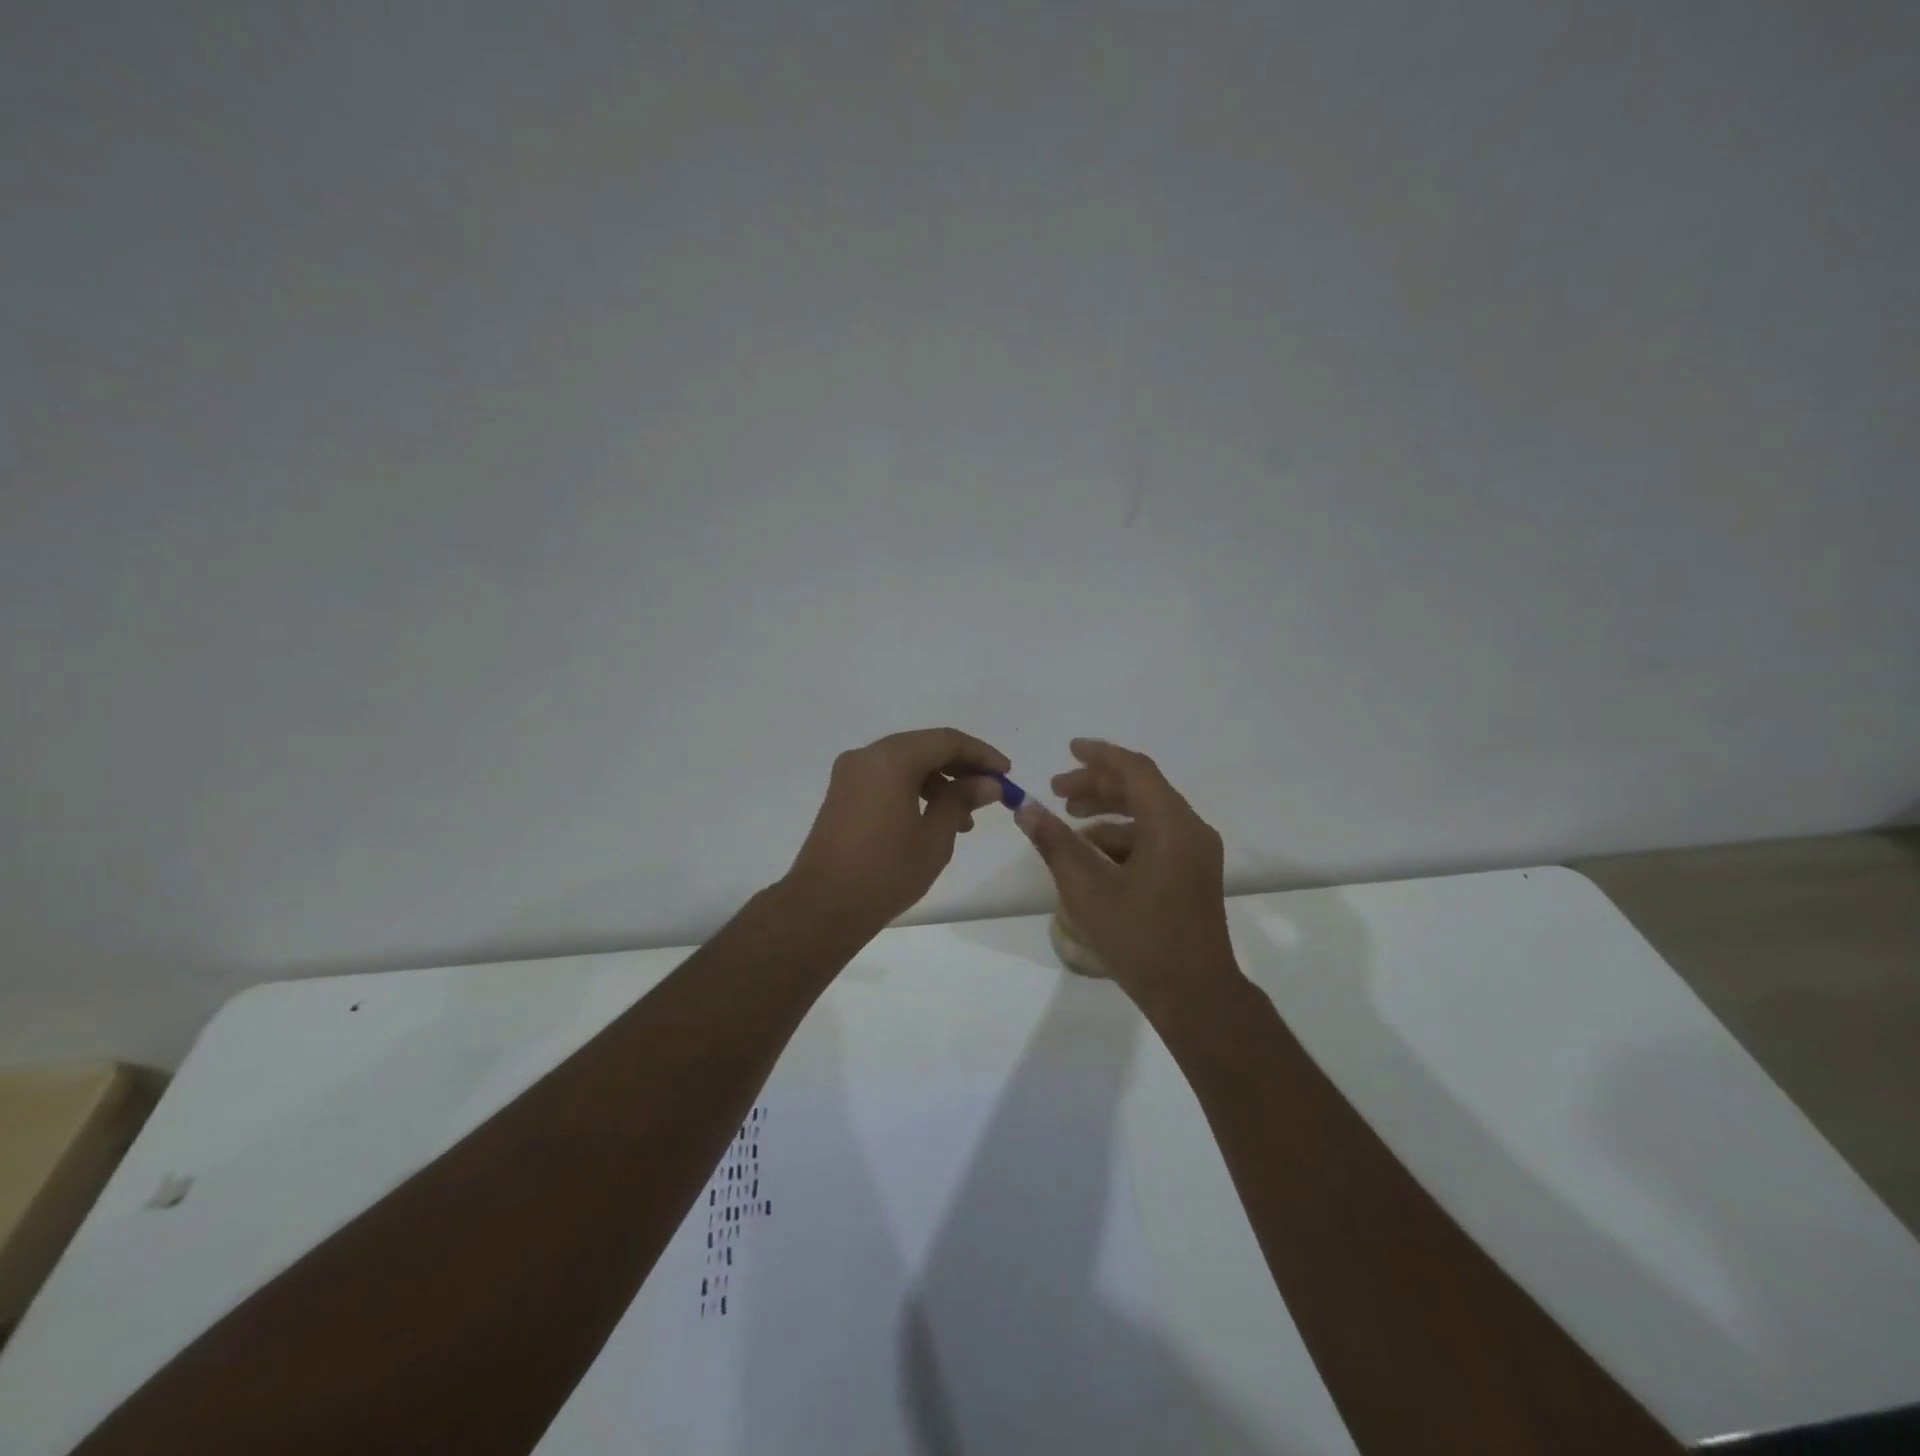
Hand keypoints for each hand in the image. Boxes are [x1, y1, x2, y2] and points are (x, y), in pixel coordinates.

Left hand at [785, 728, 1010, 934]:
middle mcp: (867, 756)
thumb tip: (988, 783)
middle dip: (961, 767)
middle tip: (990, 793)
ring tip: (965, 819)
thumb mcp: (935, 837)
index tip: (1006, 774)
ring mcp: (850, 775)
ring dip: (939, 782)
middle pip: (924, 747)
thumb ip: (962, 801)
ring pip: (905, 763)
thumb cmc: (886, 871)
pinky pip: (886, 779)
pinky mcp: (842, 795)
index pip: (946, 741)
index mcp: (890, 758)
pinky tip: (932, 820)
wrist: (823, 906)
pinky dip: (913, 790)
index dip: (981, 755)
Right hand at [1015, 738, 1237, 1006]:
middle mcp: (1191, 829)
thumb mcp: (1087, 890)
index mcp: (1171, 825)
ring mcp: (1197, 852)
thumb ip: (1055, 843)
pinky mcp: (1194, 872)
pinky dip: (1125, 834)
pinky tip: (1094, 853)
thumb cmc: (1140, 939)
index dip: (1099, 756)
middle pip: (1142, 788)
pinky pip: (1157, 836)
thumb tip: (1026, 807)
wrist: (1195, 995)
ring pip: (1149, 812)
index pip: (1135, 770)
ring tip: (1070, 820)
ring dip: (1109, 810)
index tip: (1068, 750)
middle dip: (1097, 785)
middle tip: (1058, 791)